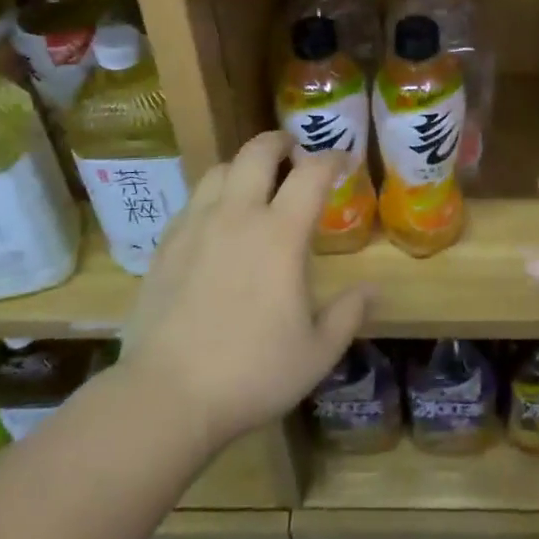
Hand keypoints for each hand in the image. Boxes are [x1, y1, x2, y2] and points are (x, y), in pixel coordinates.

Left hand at [118, 132, 369, 448]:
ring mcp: (195, 227)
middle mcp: (237, 216)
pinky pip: (193, 201)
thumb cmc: (251, 373)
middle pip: (257, 153)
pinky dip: (213, 196)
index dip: (331, 158)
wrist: (165, 396)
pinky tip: (217, 222)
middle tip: (293, 151)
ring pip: (219, 170)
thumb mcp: (317, 353)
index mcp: (279, 235)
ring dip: (243, 165)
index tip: (343, 159)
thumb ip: (348, 314)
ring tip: (254, 183)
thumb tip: (373, 289)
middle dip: (280, 142)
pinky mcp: (166, 245)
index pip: (311, 174)